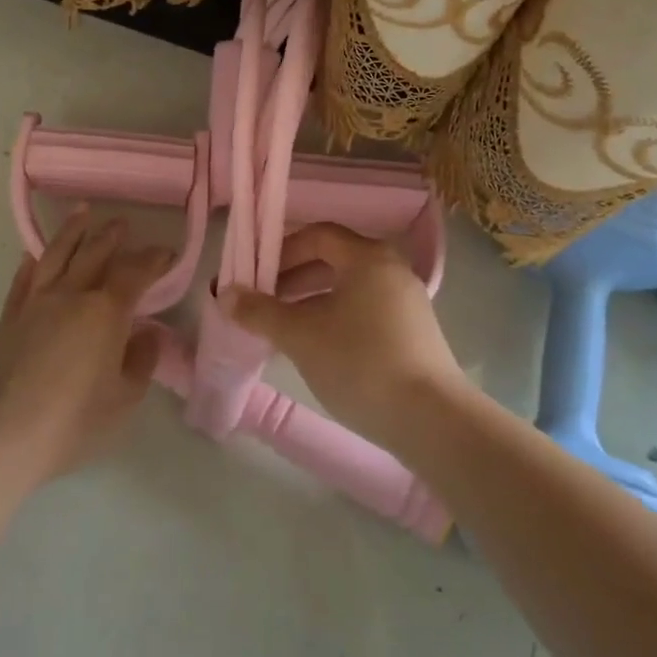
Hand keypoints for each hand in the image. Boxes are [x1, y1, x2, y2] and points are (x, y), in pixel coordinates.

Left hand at [0, 209, 173, 479]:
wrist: (2, 433)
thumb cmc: (73, 420)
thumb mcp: (123, 398)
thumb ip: (140, 361)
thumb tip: (146, 334)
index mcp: (106, 312)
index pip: (135, 273)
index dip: (153, 259)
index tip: (166, 253)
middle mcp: (71, 296)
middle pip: (94, 254)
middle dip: (111, 236)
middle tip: (122, 222)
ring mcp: (36, 303)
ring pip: (56, 256)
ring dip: (72, 232)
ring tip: (82, 213)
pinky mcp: (9, 319)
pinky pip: (22, 281)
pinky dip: (31, 263)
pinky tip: (33, 255)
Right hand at [223, 222, 467, 451]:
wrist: (431, 420)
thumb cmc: (360, 362)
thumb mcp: (301, 336)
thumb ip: (260, 312)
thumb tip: (224, 294)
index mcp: (368, 257)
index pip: (318, 236)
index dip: (281, 252)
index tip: (255, 277)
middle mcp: (391, 269)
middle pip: (334, 260)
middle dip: (293, 278)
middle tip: (263, 303)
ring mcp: (407, 301)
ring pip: (349, 288)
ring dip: (312, 300)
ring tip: (285, 328)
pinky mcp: (414, 331)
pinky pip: (365, 310)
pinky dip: (336, 317)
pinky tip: (319, 348)